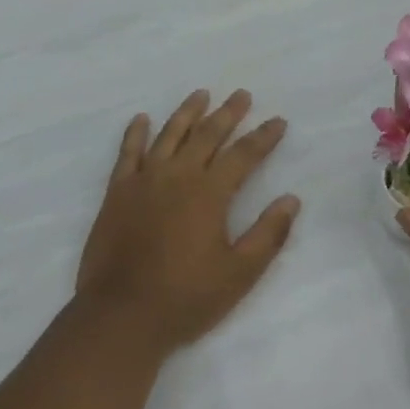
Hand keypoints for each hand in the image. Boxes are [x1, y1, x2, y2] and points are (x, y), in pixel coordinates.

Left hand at [76, 90, 300, 358]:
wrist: (122, 314)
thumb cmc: (186, 298)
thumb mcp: (239, 274)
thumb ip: (268, 234)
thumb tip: (292, 199)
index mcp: (210, 193)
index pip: (244, 154)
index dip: (263, 137)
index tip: (278, 121)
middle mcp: (178, 175)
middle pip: (208, 134)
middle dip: (228, 113)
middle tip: (242, 94)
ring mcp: (144, 180)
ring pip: (169, 134)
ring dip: (188, 112)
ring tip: (201, 93)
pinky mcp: (118, 191)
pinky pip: (128, 152)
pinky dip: (135, 132)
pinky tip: (141, 118)